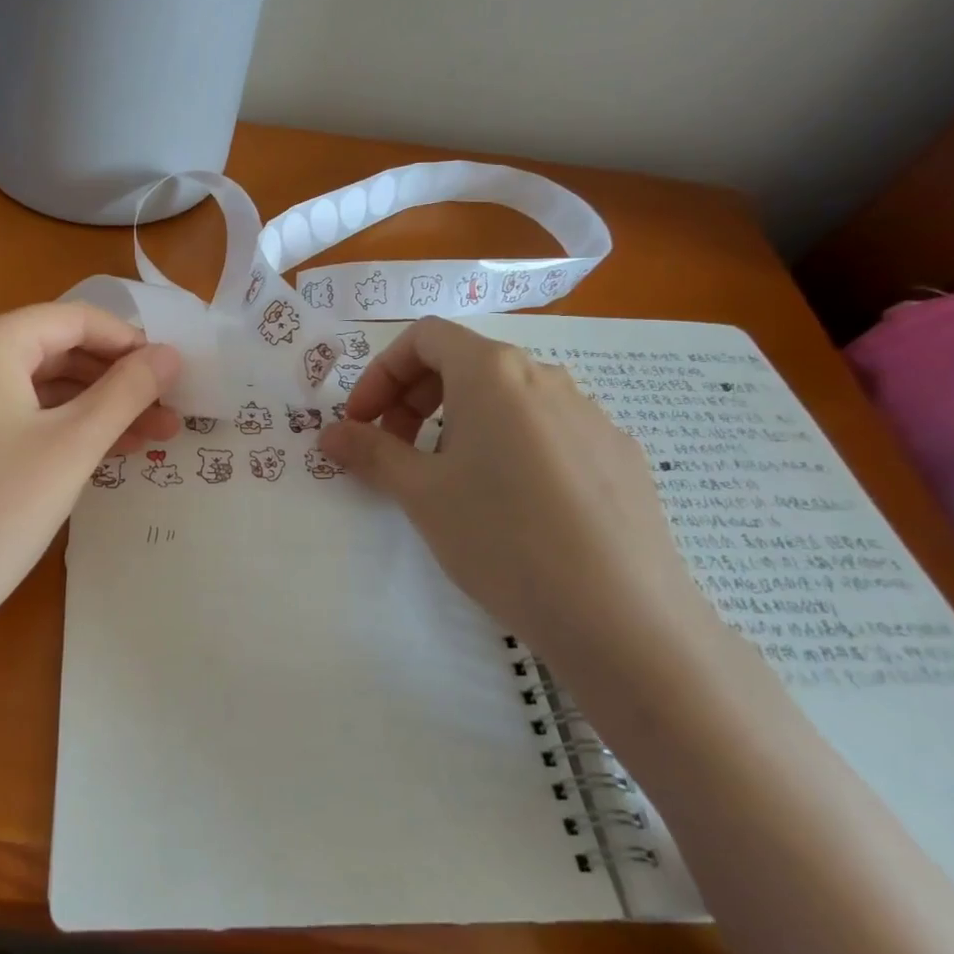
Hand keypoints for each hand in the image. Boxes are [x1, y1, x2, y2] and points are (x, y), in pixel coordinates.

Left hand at [0, 303, 179, 638]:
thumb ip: (127, 392)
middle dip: (117, 381)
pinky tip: (100, 452)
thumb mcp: (73, 446)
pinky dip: (58, 427)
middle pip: (55, 350)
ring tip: (149, 438)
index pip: (74, 320)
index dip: (130, 343)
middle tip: (168, 413)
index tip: (173, 375)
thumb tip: (170, 354)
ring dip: (94, 408)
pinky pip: (14, 414)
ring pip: (37, 386)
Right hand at [319, 316, 721, 676]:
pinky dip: (509, 445)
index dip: (380, 373)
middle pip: (464, 361)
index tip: (362, 422)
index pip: (424, 337)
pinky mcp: (619, 455)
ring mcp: (591, 415)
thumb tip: (330, 433)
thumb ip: (370, 452)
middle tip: (395, 450)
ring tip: (450, 480)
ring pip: (507, 397)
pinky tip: (513, 506)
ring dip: (460, 422)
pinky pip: (548, 430)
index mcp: (492, 372)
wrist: (623, 617)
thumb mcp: (421, 493)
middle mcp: (545, 377)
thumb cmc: (502, 537)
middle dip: (414, 398)